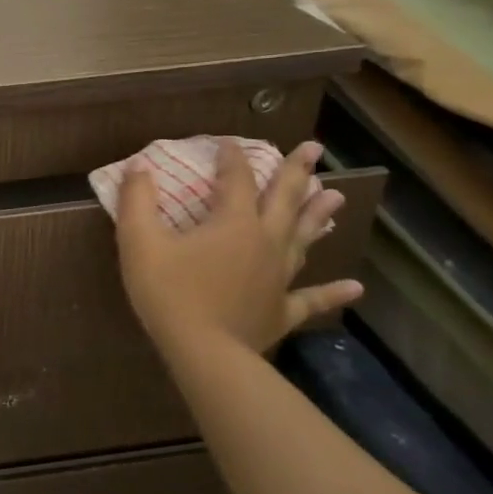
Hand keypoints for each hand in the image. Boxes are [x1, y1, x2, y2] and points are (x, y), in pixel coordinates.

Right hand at [115, 139, 362, 357]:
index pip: (236, 179)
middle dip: (297, 172)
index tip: (228, 141)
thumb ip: (137, 200)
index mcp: (233, 222)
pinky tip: (355, 288)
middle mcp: (265, 242)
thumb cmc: (169, 292)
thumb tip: (138, 165)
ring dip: (317, 215)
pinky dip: (333, 292)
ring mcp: (279, 276)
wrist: (204, 352)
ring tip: (335, 196)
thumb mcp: (139, 241)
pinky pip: (311, 298)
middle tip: (314, 149)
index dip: (232, 157)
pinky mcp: (282, 309)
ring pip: (303, 238)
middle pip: (284, 200)